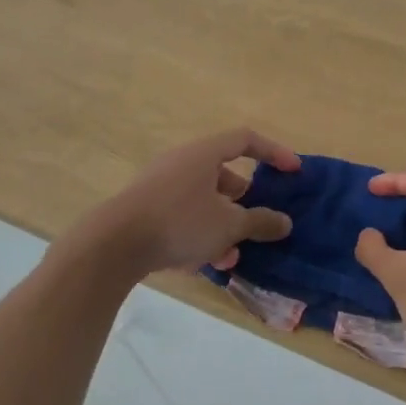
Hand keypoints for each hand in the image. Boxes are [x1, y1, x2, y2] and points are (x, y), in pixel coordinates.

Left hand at [86, 128, 300, 275]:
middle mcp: (181, 163)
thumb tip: (285, 222)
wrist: (111, 246)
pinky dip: (198, 234)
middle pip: (222, 174)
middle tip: (256, 221)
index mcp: (203, 154)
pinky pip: (182, 216)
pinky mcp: (145, 210)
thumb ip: (260, 222)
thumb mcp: (227, 225)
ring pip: (203, 201)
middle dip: (244, 201)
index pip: (246, 140)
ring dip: (222, 225)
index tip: (293, 172)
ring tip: (231, 255)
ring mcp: (160, 186)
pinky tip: (202, 264)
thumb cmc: (178, 223)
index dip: (274, 152)